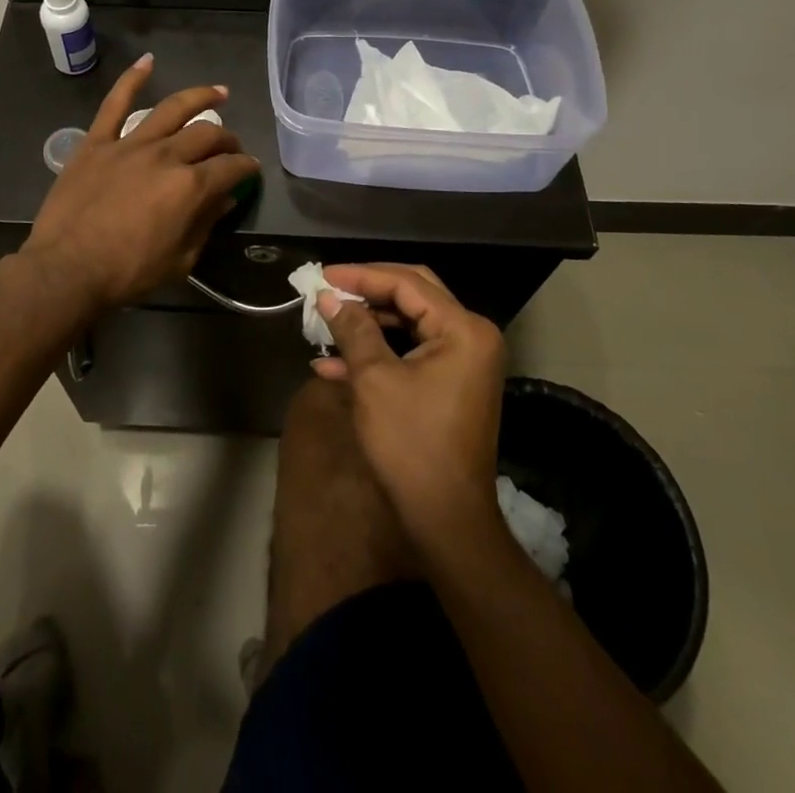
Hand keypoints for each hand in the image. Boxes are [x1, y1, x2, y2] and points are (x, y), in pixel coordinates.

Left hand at [22, 54, 259, 315]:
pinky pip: (115, 104)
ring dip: (199, 97)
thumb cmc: (128, 272)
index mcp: (190, 186)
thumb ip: (205, 223)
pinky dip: (131, 80)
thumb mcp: (180, 260)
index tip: (250, 170)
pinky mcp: (97, 142)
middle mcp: (166, 156)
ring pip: (171, 109)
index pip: (230, 167)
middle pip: (207, 134)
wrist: (67, 271)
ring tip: (218, 92)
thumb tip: (224, 199)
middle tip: (230, 145)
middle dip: (227, 138)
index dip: (246, 167)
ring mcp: (130, 144)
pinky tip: (147, 62)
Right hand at [312, 264, 505, 548]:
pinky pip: (412, 350)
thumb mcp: (374, 380)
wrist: (446, 520)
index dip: (361, 276)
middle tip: (328, 288)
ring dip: (369, 322)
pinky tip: (334, 363)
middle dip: (367, 291)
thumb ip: (352, 329)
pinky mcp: (452, 381)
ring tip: (326, 322)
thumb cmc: (411, 444)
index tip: (322, 276)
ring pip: (410, 321)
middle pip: (413, 294)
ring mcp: (464, 360)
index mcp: (463, 329)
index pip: (407, 283)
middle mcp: (471, 335)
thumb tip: (328, 296)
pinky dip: (379, 350)